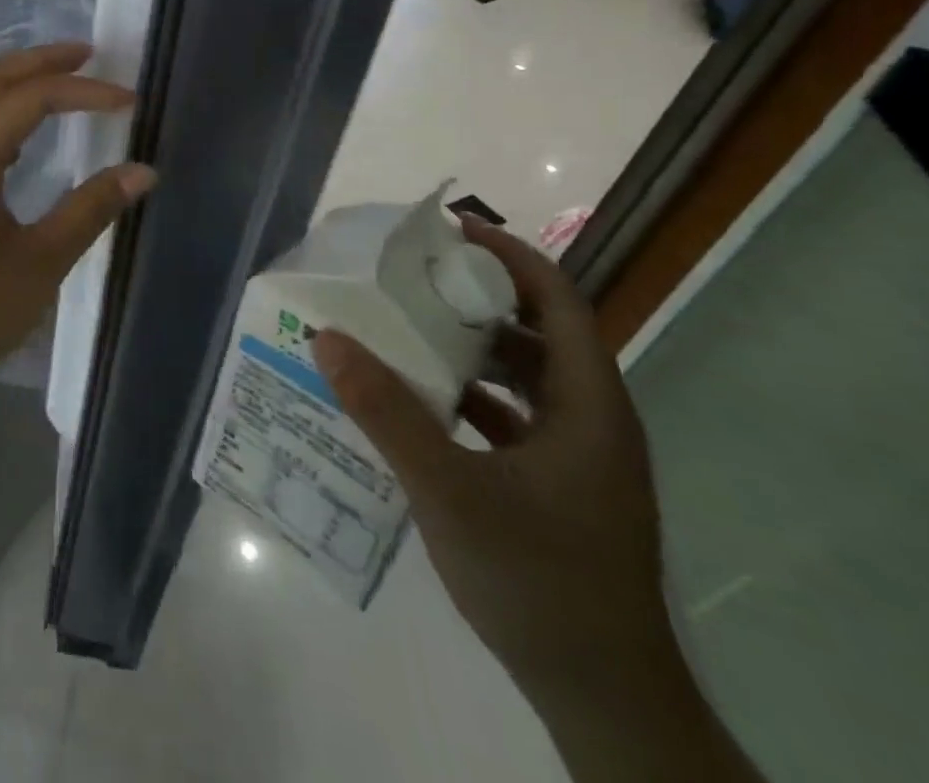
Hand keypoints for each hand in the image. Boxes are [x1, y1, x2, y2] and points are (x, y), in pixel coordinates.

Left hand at [0, 43, 156, 411]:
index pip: (33, 98)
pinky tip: (18, 140)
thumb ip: (90, 210)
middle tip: (88, 53)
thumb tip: (142, 171)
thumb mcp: (40, 263)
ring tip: (59, 86)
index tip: (129, 100)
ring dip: (14, 84)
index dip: (84, 91)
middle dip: (41, 61)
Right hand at [311, 218, 675, 698]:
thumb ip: (386, 411)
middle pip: (538, 334)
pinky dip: (467, 396)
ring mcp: (576, 458)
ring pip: (523, 378)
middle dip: (476, 298)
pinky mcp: (557, 487)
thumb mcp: (449, 490)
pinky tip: (416, 401)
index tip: (452, 231)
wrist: (601, 698)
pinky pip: (509, 417)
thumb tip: (327, 337)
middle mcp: (591, 421)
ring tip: (404, 327)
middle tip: (410, 276)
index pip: (559, 303)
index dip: (511, 257)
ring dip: (468, 348)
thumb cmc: (537, 579)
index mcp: (587, 407)